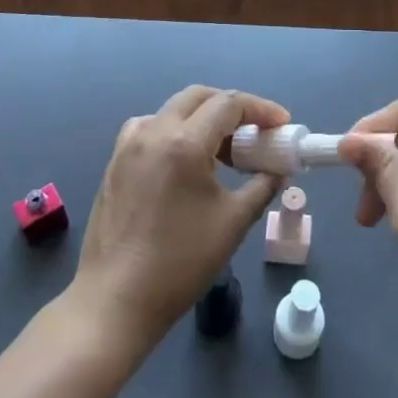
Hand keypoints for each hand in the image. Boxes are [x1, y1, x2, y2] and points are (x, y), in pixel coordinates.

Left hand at [70, 86, 285, 346]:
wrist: (115, 300)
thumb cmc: (180, 263)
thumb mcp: (233, 223)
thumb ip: (261, 187)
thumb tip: (277, 170)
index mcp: (185, 142)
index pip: (229, 104)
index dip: (261, 109)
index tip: (282, 125)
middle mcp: (154, 131)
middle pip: (199, 97)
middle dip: (232, 107)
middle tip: (256, 131)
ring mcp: (129, 144)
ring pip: (173, 109)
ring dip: (202, 117)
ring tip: (223, 148)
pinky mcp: (115, 161)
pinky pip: (150, 127)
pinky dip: (175, 130)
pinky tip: (184, 160)